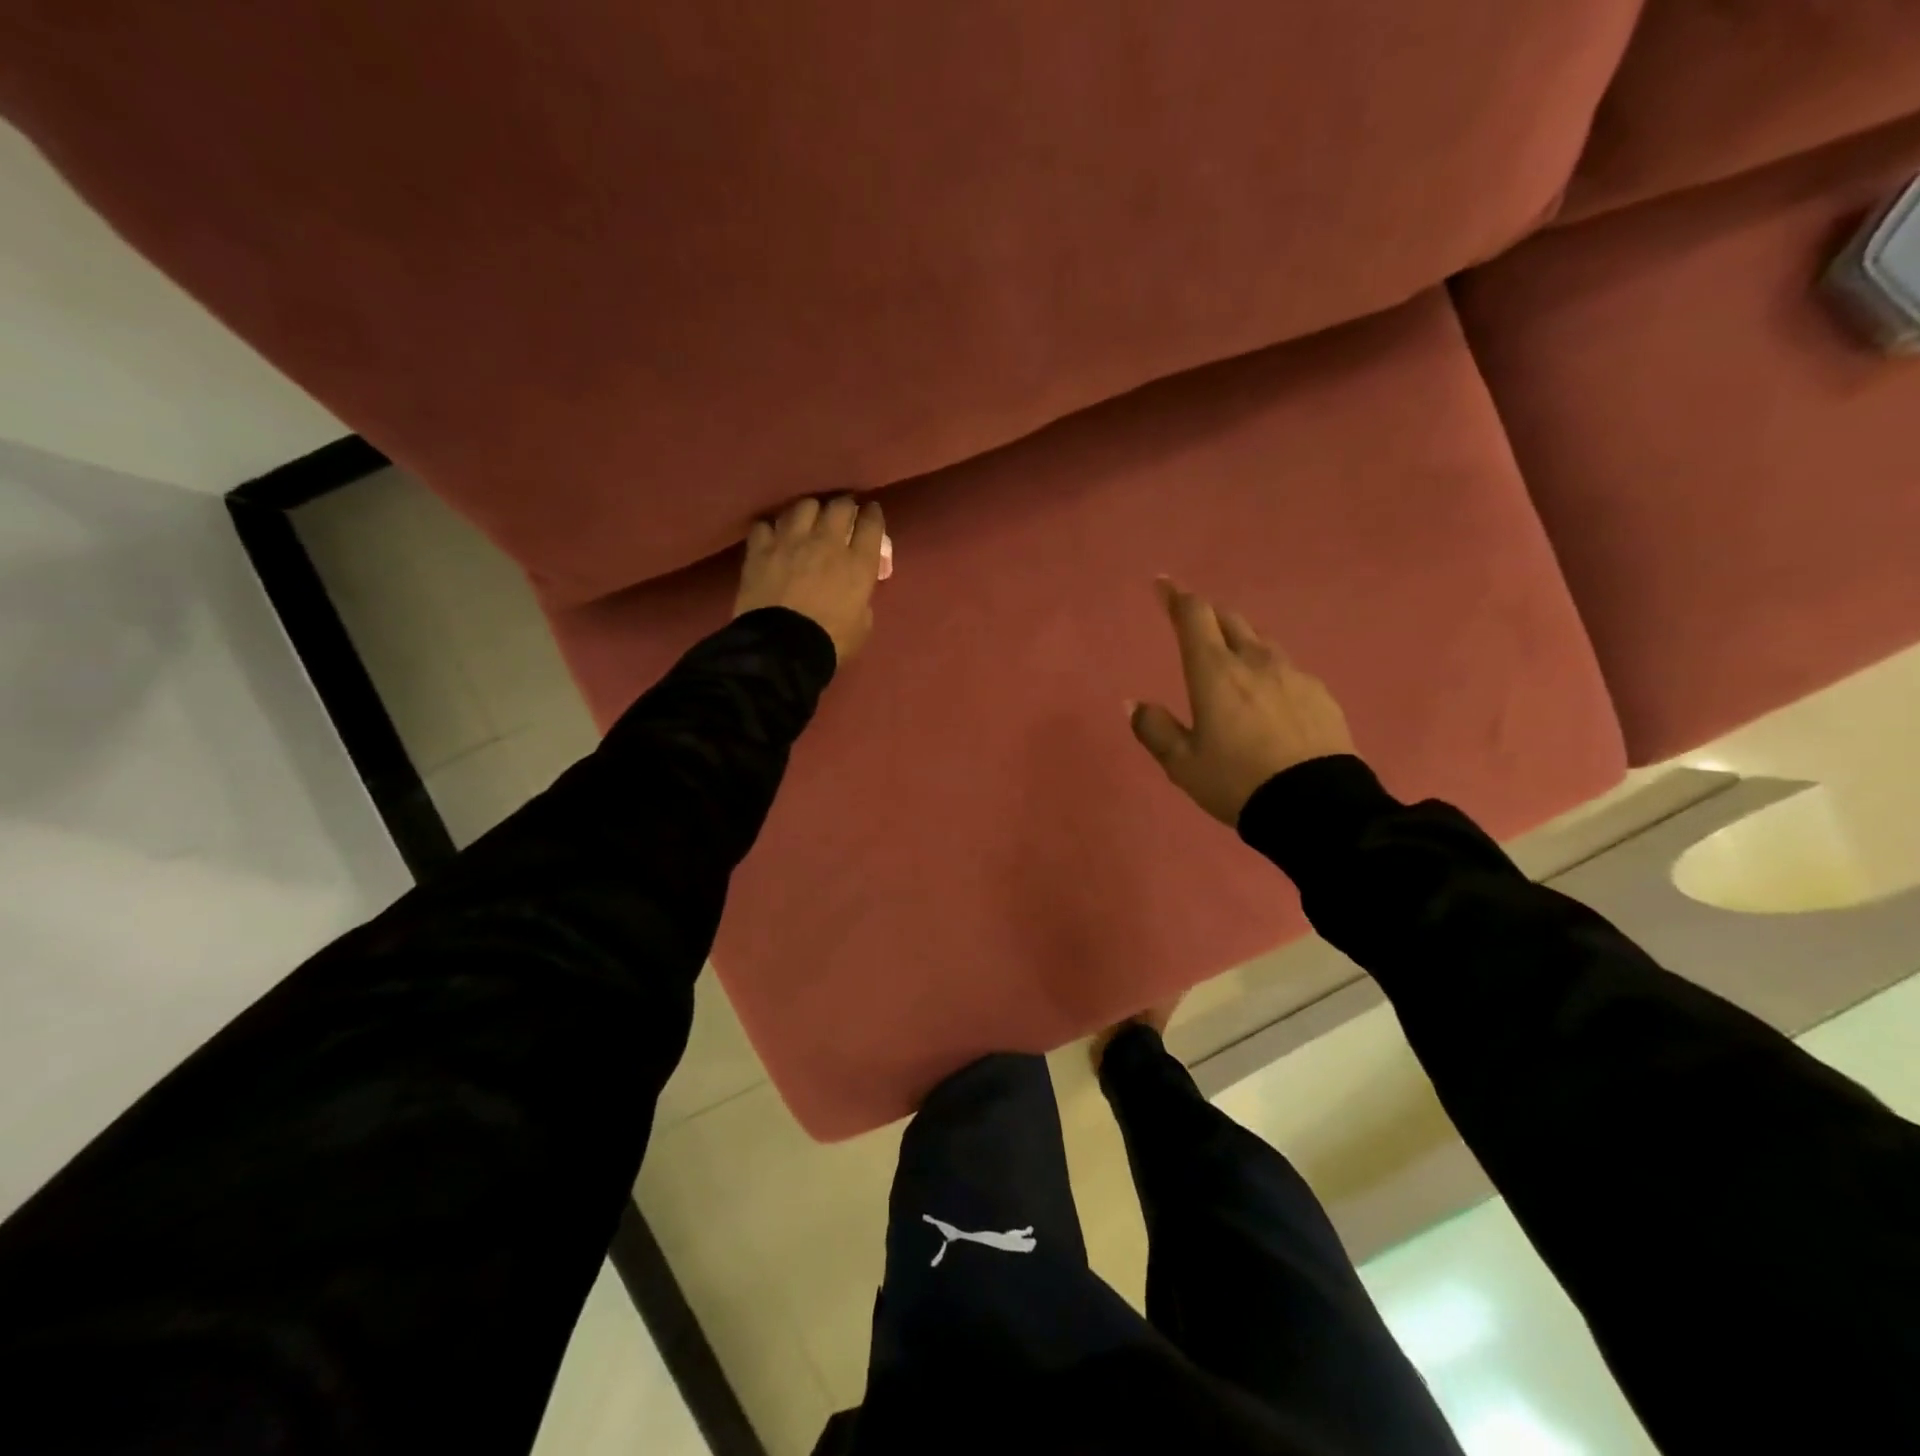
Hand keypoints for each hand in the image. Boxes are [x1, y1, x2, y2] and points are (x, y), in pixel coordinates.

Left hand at [734, 496, 887, 663]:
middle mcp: (826, 542)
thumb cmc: (830, 643)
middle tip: (842, 515)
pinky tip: (773, 538)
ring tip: (807, 521)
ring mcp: (790, 542)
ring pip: (803, 506)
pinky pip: (766, 525)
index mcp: (857, 563)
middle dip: (844, 507)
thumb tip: (854, 589)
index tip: (871, 514)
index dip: (873, 515)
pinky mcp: (760, 549)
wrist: (781, 651)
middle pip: (839, 506)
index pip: (871, 523)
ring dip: (809, 511)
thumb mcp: (863, 624)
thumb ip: (862, 597)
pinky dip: (772, 530)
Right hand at [1129, 579, 1353, 825]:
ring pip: (1261, 641)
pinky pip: (1287, 669)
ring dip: (1240, 640)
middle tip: (1192, 622)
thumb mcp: (1182, 764)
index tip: (1163, 585)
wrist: (1316, 807)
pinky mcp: (1320, 693)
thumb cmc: (1236, 782)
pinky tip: (1268, 697)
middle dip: (1207, 614)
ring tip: (1230, 659)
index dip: (1176, 597)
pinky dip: (1268, 670)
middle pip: (1229, 619)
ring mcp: (1293, 674)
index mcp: (1214, 672)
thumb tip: (1134, 703)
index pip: (1194, 616)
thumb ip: (1154, 729)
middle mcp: (1255, 661)